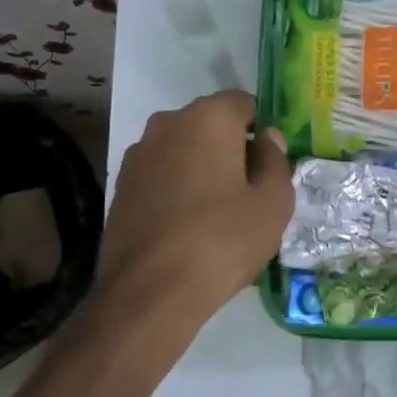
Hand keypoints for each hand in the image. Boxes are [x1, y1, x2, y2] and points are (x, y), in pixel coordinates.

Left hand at [94, 91, 292, 332]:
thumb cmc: (222, 240)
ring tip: (217, 212)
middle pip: (210, 124)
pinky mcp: (121, 186)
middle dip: (231, 147)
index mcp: (207, 118)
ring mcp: (138, 155)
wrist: (150, 293)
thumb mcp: (273, 203)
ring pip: (183, 149)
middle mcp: (167, 124)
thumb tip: (266, 140)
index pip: (243, 102)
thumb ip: (276, 161)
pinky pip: (161, 174)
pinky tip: (187, 226)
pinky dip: (177, 188)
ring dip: (202, 168)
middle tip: (249, 190)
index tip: (270, 164)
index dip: (262, 129)